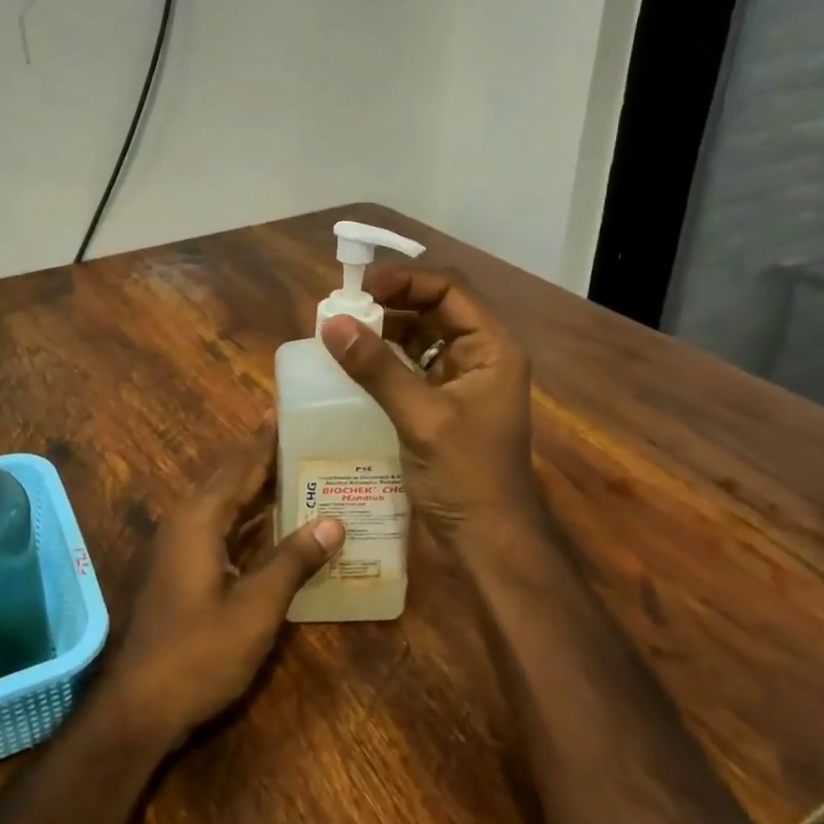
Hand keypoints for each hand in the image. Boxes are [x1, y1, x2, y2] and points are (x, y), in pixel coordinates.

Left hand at [100, 426, 342, 748]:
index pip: (240, 465)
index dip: (266, 439)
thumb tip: (333, 521)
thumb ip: (293, 561)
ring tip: (299, 472)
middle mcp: (186, 522)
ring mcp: (180, 548)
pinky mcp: (182, 571)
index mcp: (200, 519)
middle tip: (305, 437)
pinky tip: (277, 527)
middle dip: (265, 458)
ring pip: (226, 506)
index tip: (289, 410)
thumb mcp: (256, 608)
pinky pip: (221, 530)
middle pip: (231, 479)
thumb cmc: (198, 652)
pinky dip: (249, 522)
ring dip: (259, 491)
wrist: (138, 705)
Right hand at [318, 267, 542, 549]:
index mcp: (492, 349)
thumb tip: (331, 322)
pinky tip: (354, 366)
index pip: (450, 292)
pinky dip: (385, 361)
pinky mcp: (442, 405)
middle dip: (390, 304)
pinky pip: (412, 368)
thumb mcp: (421, 418)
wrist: (488, 542)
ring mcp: (462, 382)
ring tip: (342, 332)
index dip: (406, 281)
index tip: (360, 287)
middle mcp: (480, 357)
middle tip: (343, 308)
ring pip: (421, 338)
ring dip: (384, 332)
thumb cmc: (466, 477)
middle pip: (434, 310)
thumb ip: (378, 368)